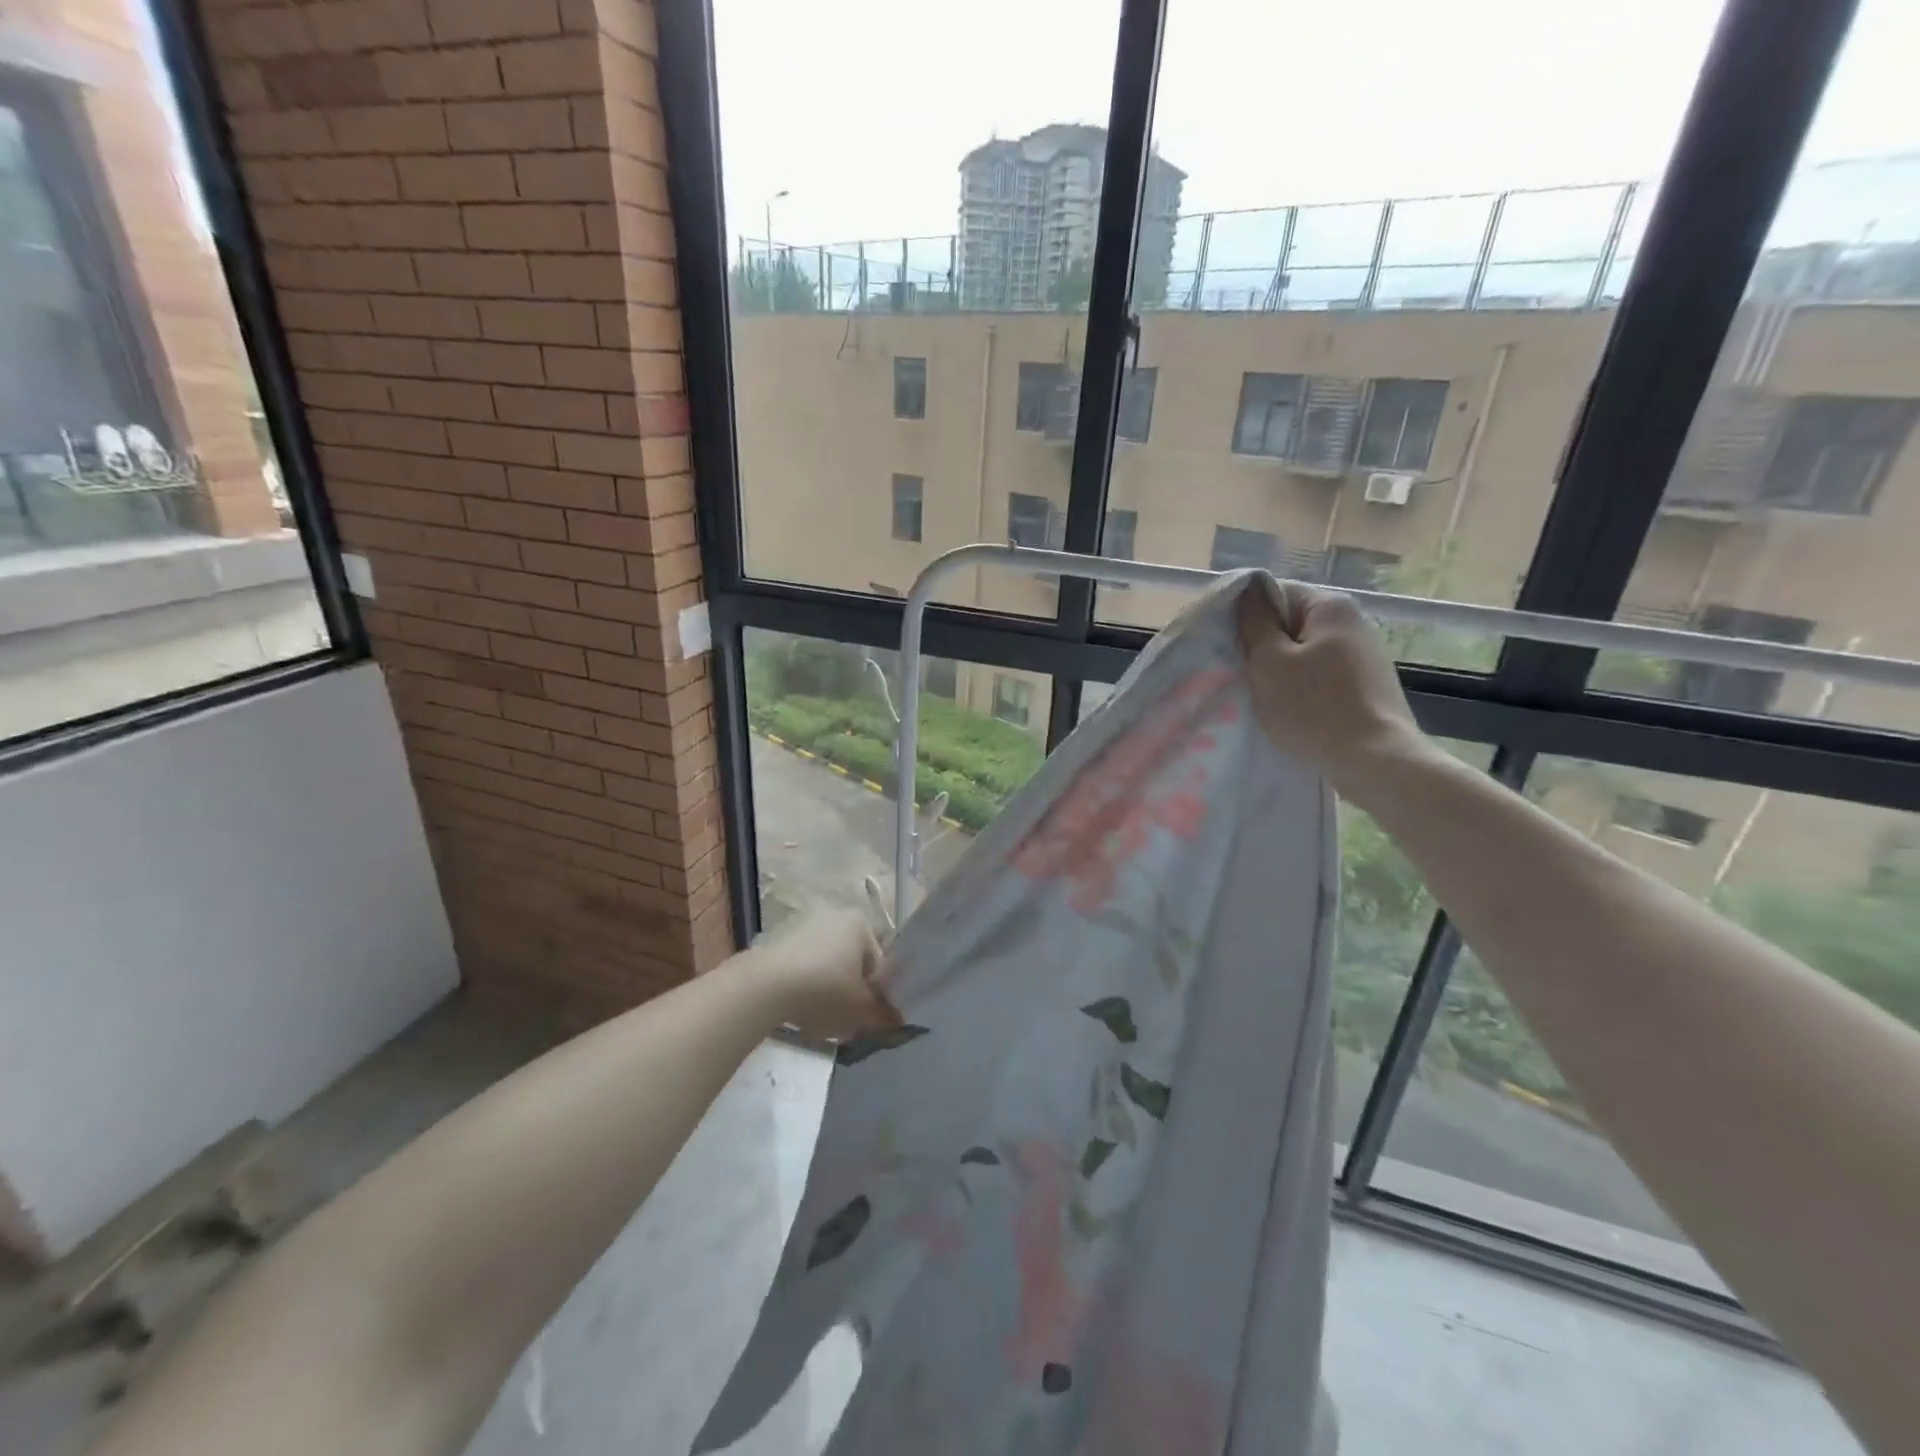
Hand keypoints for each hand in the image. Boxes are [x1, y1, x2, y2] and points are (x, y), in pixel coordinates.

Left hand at [744, 906, 900, 1040]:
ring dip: (826, 987)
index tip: (868, 1017)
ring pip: (825, 963)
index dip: (877, 993)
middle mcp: (834, 915)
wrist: (765, 986)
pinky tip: (796, 1009)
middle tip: (846, 1020)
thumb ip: (884, 1014)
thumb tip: (897, 1018)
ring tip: (819, 1018)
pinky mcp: (776, 939)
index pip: (879, 961)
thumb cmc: (825, 990)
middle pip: (851, 960)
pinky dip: (802, 984)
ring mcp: (802, 924)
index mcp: (861, 923)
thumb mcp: (862, 1010)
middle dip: (851, 989)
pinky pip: (800, 966)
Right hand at [1234, 576, 1428, 801]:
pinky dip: (1302, 690)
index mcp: (1331, 607)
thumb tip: (1247, 591)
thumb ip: (1255, 623)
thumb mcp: (1269, 662)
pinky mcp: (1367, 688)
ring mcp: (1364, 657)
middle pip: (1292, 624)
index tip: (1230, 645)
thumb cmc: (1313, 706)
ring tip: (1264, 697)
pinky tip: (1292, 713)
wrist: (1374, 761)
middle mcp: (1353, 623)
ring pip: (1305, 655)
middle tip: (1243, 674)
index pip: (1275, 593)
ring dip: (1281, 672)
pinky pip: (1322, 678)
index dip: (1247, 616)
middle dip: (1264, 647)